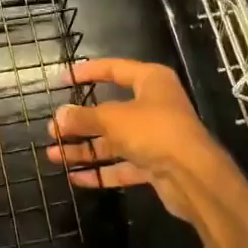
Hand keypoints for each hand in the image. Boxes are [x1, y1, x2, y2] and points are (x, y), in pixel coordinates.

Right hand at [45, 58, 233, 220]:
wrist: (194, 177)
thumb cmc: (154, 131)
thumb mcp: (114, 119)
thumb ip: (84, 118)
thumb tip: (59, 116)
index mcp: (150, 81)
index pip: (113, 69)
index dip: (86, 72)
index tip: (62, 80)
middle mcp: (154, 105)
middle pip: (110, 110)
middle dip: (80, 122)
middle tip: (52, 129)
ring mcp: (155, 137)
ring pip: (114, 140)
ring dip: (85, 149)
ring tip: (54, 154)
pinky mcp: (156, 165)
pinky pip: (122, 165)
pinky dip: (101, 171)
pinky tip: (75, 178)